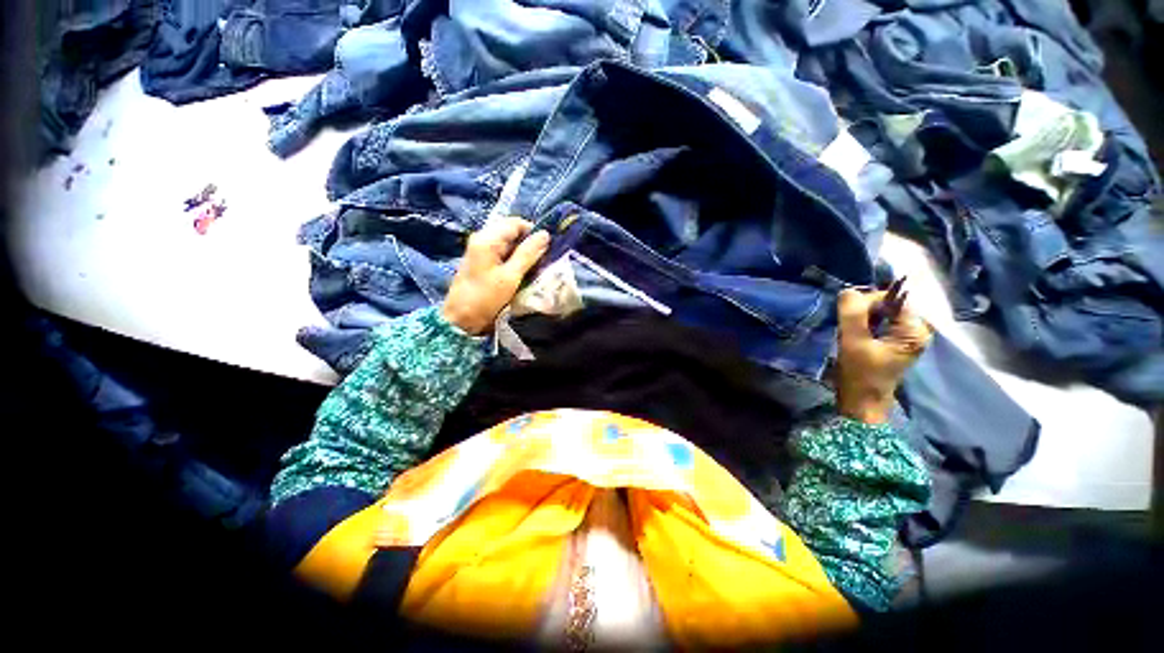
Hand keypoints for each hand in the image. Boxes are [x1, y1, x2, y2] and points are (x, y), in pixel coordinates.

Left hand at [441, 217, 550, 334]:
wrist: (461, 319)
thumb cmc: (486, 298)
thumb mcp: (511, 277)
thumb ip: (528, 254)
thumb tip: (545, 235)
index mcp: (487, 239)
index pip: (516, 223)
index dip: (533, 232)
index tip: (545, 249)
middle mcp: (482, 238)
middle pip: (511, 231)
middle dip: (528, 243)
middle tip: (540, 260)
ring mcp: (480, 249)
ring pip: (508, 242)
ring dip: (521, 252)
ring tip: (532, 267)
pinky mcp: (481, 260)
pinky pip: (501, 252)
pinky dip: (513, 259)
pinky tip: (520, 271)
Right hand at [835, 288, 932, 423]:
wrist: (861, 403)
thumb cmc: (860, 375)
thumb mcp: (853, 342)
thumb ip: (852, 314)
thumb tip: (848, 290)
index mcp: (915, 329)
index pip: (893, 298)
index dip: (869, 301)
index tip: (849, 315)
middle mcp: (916, 330)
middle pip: (888, 304)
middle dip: (864, 310)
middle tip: (847, 326)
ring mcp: (905, 337)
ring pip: (880, 313)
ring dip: (861, 318)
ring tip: (849, 332)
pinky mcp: (893, 342)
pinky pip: (878, 323)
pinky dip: (863, 324)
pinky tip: (853, 335)